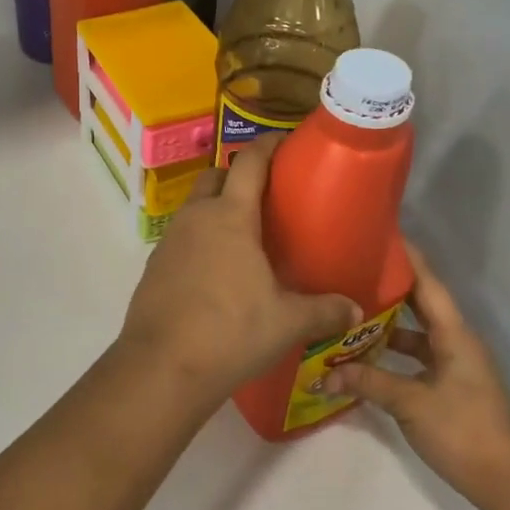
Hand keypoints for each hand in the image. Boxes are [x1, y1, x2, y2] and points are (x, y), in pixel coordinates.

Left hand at [115, 135, 359, 409]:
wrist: (161, 367)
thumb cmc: (230, 332)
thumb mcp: (287, 322)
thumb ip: (324, 311)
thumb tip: (356, 309)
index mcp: (230, 216)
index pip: (249, 162)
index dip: (268, 145)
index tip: (285, 141)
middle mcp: (196, 218)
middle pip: (215, 177)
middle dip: (238, 175)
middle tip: (266, 194)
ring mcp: (170, 241)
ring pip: (195, 208)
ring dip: (216, 209)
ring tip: (245, 235)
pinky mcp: (154, 266)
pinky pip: (182, 238)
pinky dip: (200, 240)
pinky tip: (217, 271)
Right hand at [328, 244, 509, 509]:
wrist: (509, 483)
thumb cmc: (464, 431)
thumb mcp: (411, 404)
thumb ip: (368, 383)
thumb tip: (324, 374)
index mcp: (454, 336)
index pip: (428, 285)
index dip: (407, 259)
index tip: (381, 235)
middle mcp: (456, 343)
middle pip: (420, 305)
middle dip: (389, 288)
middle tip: (351, 270)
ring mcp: (454, 366)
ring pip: (416, 334)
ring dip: (387, 325)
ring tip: (348, 312)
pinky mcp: (450, 388)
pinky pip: (416, 358)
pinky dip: (392, 354)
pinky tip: (364, 359)